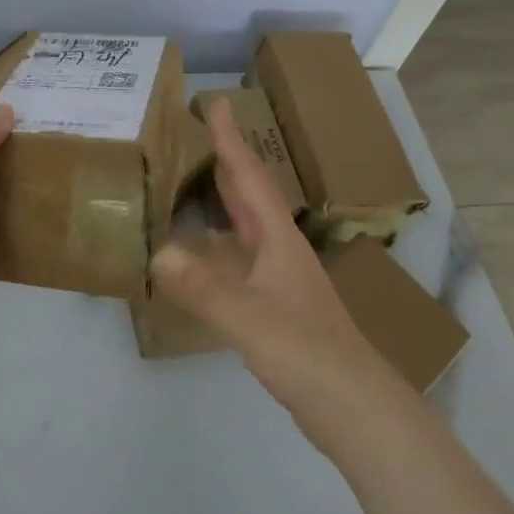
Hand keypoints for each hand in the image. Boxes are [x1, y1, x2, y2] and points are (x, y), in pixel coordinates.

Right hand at [150, 97, 374, 439]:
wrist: (356, 410)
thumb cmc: (306, 352)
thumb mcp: (248, 318)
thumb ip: (202, 287)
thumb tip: (156, 252)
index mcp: (278, 238)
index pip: (249, 176)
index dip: (231, 140)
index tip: (217, 104)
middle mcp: (280, 249)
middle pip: (249, 194)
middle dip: (226, 162)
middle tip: (196, 135)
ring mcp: (279, 279)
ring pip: (245, 227)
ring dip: (221, 201)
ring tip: (189, 183)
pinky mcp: (275, 306)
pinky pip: (238, 258)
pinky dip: (216, 245)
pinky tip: (196, 254)